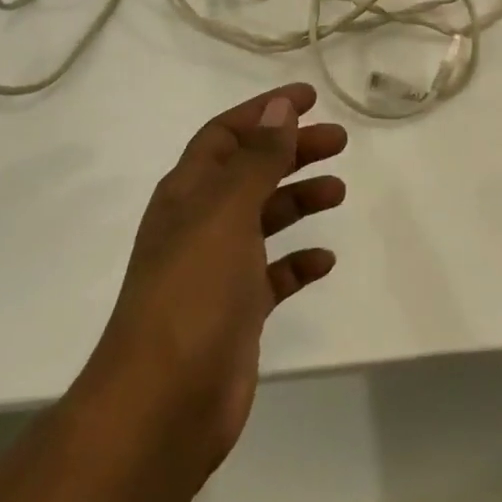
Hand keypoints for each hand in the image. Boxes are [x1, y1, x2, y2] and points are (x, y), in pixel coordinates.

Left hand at [72, 82, 346, 488]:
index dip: (264, 111)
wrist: (163, 404)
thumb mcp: (226, 212)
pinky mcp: (236, 313)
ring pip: (264, 220)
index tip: (308, 97)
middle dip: (292, 151)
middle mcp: (200, 223)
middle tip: (338, 141)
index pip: (226, 134)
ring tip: (339, 191)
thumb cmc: (193, 293)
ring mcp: (217, 270)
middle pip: (250, 171)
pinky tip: (324, 260)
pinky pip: (273, 275)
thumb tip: (280, 109)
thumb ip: (257, 160)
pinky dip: (298, 262)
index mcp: (188, 192)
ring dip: (298, 200)